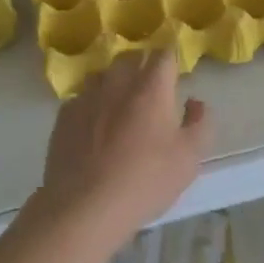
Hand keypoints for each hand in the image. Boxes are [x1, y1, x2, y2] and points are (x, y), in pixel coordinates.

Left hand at [34, 51, 210, 242]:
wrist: (85, 207)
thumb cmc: (146, 180)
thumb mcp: (189, 158)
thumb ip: (200, 124)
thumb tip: (195, 103)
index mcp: (151, 89)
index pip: (164, 56)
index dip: (171, 61)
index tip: (175, 74)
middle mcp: (117, 84)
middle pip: (130, 58)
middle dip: (142, 66)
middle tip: (150, 90)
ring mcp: (87, 98)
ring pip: (102, 75)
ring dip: (113, 83)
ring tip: (119, 105)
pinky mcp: (63, 117)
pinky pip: (81, 99)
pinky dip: (91, 105)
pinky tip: (93, 128)